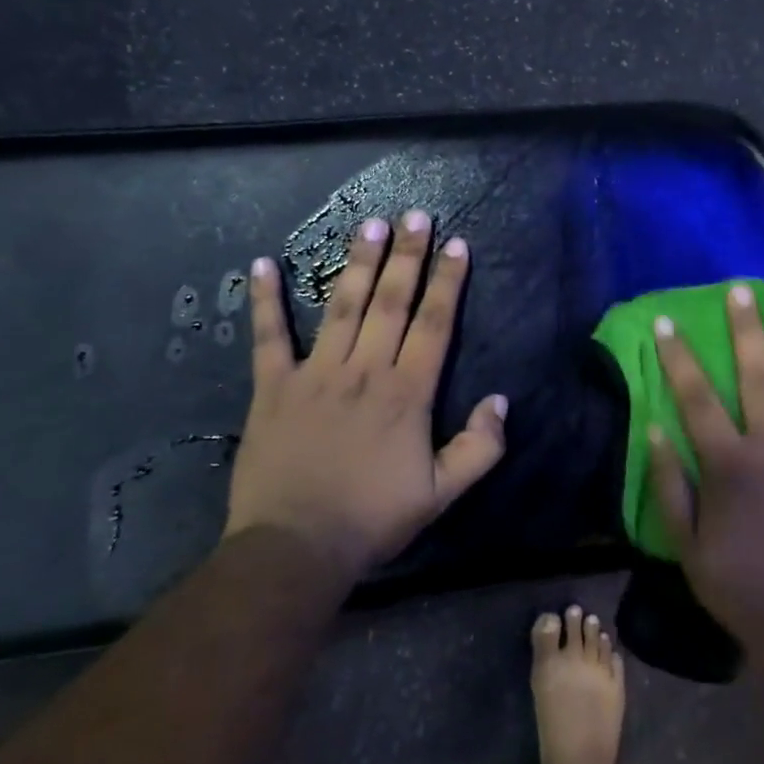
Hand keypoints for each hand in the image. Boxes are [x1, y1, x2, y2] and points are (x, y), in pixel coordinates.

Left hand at [224, 210, 508, 576]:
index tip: (456, 245)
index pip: (434, 323)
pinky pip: (268, 338)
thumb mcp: (441, 493)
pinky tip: (263, 264)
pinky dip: (265, 301)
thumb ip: (479, 447)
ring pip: (342, 307)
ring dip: (358, 263)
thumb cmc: (373, 518)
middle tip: (415, 215)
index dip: (447, 281)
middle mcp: (364, 370)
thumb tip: (500, 401)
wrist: (295, 548)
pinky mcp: (273, 388)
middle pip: (391, 302)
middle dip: (407, 256)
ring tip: (370, 225)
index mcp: (406, 392)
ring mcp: (316, 374)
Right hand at [649, 285, 763, 671]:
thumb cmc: (739, 587)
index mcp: (729, 465)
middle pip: (757, 376)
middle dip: (745, 329)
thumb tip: (656, 428)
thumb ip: (670, 485)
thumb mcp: (687, 547)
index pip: (698, 398)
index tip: (668, 323)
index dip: (679, 358)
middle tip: (740, 290)